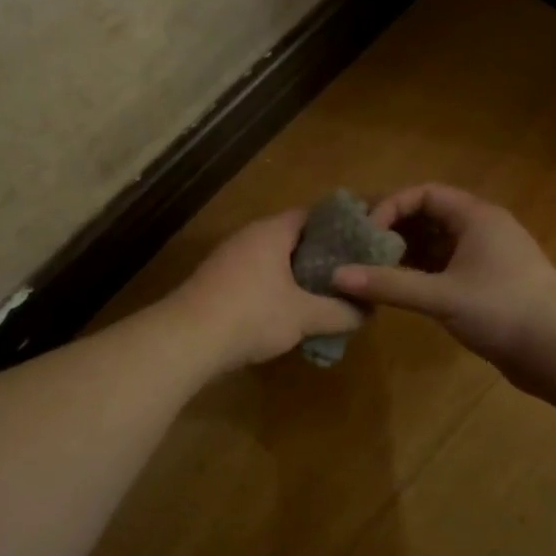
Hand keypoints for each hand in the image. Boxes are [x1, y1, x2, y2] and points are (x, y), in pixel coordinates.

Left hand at [169, 210, 362, 372]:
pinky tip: (293, 313)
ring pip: (275, 261)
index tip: (365, 242)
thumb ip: (340, 311)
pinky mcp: (218, 284)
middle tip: (352, 273)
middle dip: (323, 256)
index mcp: (272, 231)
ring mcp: (229, 260)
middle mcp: (249, 237)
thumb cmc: (251, 315)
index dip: (342, 226)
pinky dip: (278, 290)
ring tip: (328, 295)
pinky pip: (258, 279)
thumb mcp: (304, 316)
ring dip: (299, 276)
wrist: (187, 340)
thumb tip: (368, 311)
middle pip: (294, 238)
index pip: (314, 215)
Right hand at [332, 185, 555, 389]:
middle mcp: (481, 230)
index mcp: (477, 217)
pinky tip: (395, 290)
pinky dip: (419, 275)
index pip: (424, 194)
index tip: (365, 233)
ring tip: (368, 269)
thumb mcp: (442, 296)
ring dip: (404, 254)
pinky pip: (444, 269)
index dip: (391, 206)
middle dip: (392, 230)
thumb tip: (336, 276)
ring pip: (435, 245)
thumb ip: (389, 284)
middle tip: (357, 248)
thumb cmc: (505, 311)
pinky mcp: (486, 286)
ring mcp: (486, 259)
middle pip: (428, 217)